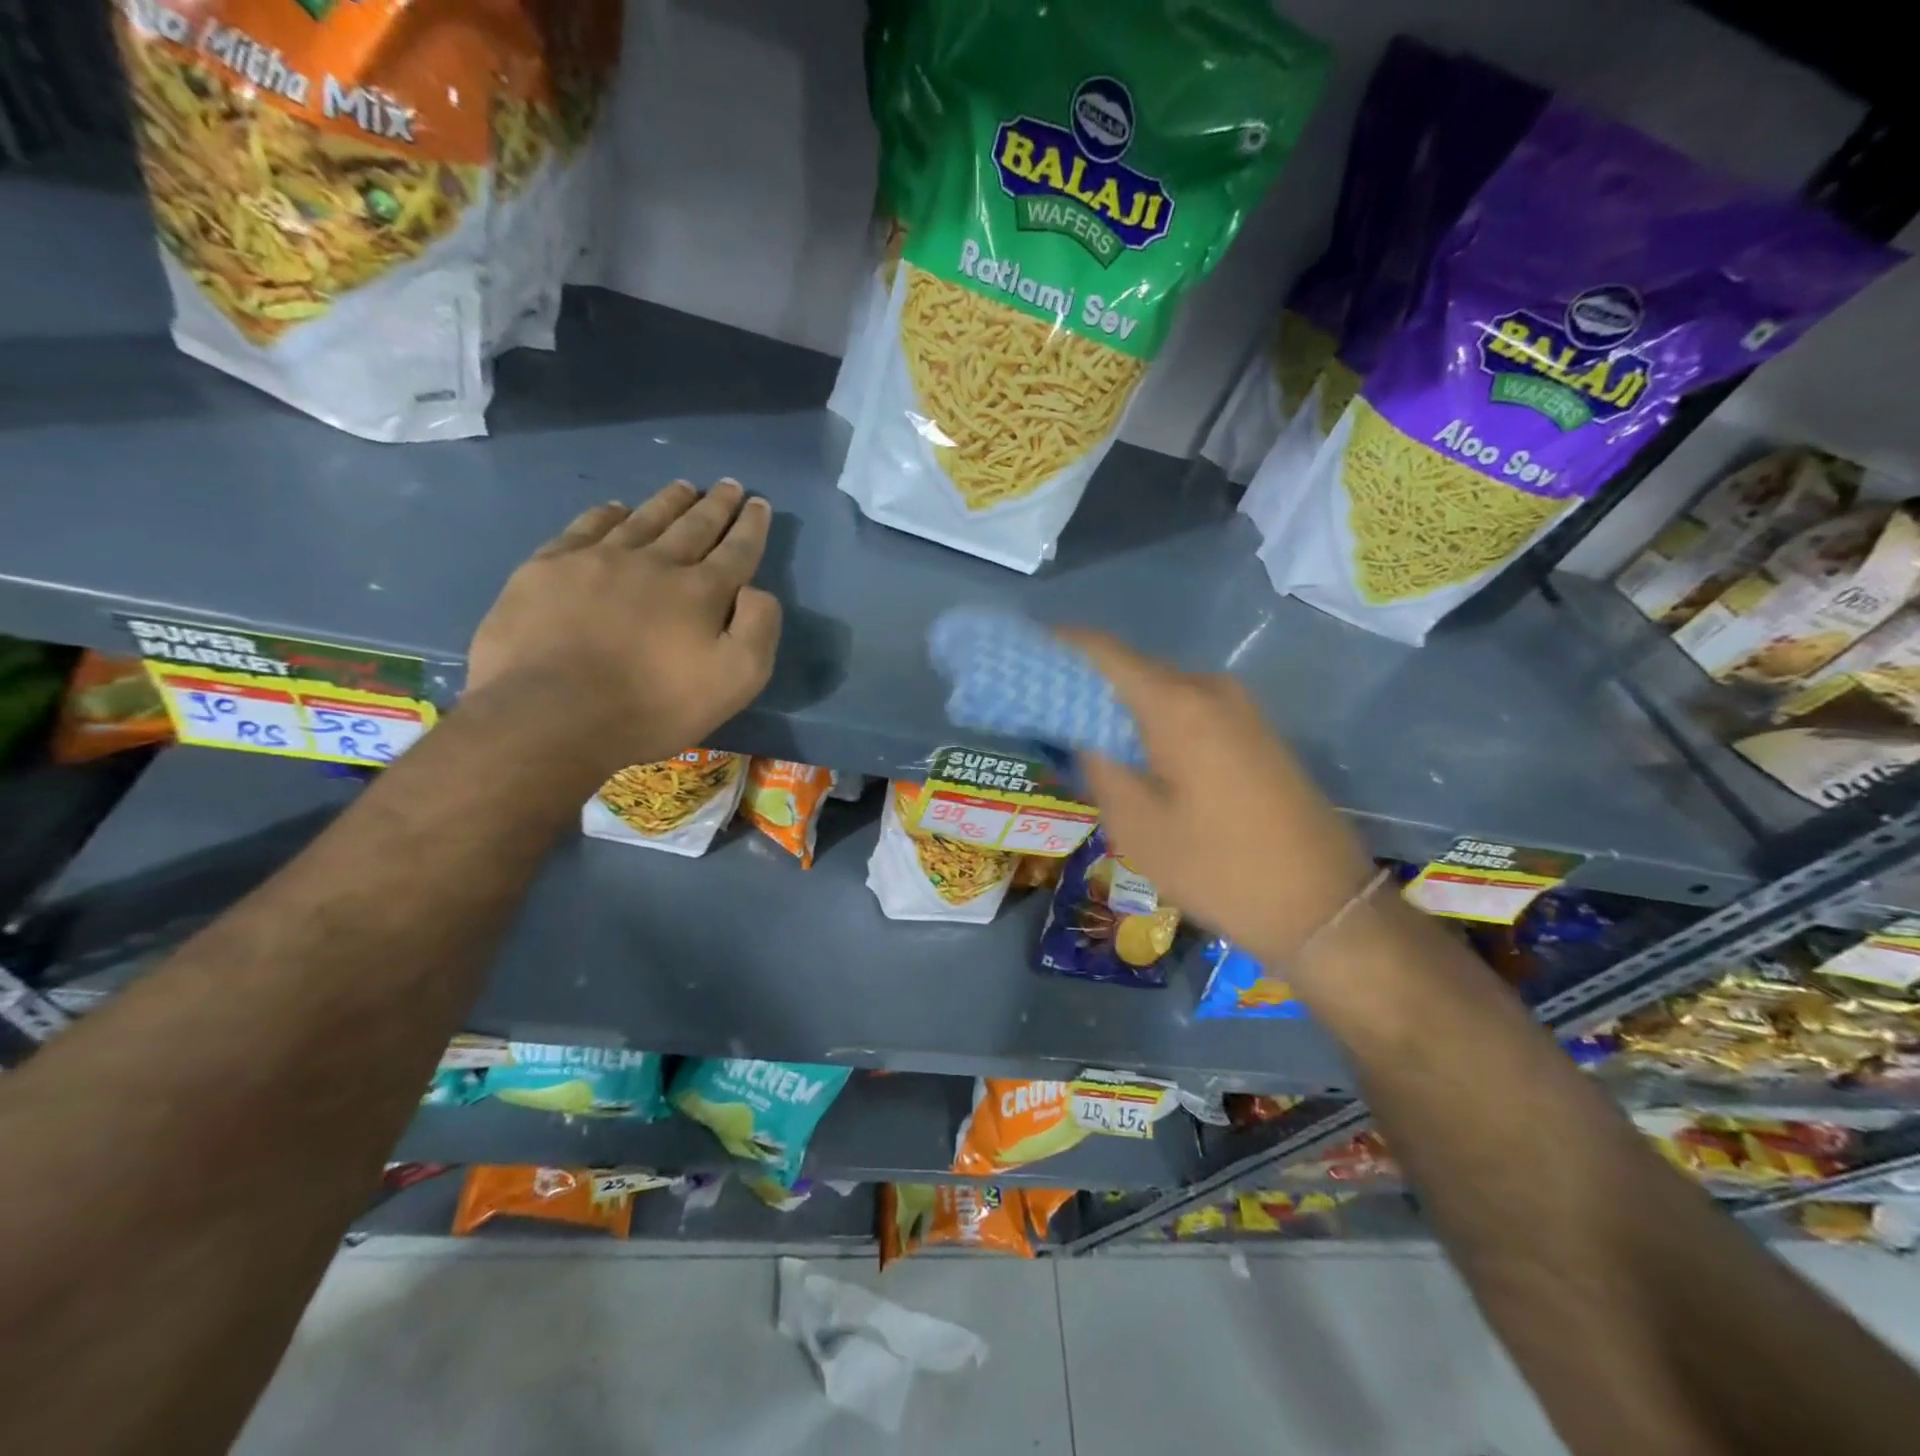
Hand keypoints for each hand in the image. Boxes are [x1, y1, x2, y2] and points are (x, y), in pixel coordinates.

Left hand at [467, 480, 780, 774]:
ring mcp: (597, 560)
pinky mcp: (548, 568)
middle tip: (729, 485)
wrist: (551, 716)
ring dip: (668, 502)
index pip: (736, 550)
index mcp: (701, 591)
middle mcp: (654, 563)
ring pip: (643, 519)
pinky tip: (616, 509)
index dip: (751, 527)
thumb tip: (755, 589)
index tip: (759, 503)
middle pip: (692, 526)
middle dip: (716, 505)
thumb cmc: (653, 707)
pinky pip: (586, 528)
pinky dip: (607, 515)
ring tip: (683, 486)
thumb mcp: (735, 682)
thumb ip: (759, 629)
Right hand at [1062, 631, 1374, 974]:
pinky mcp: (1254, 733)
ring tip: (1076, 732)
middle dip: (1083, 681)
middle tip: (1040, 706)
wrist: (1324, 907)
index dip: (1058, 645)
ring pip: (1160, 690)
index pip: (1102, 651)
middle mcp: (1210, 689)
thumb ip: (1099, 765)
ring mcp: (1240, 709)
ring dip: (1117, 704)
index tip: (1020, 653)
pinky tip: (1129, 751)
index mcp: (1177, 703)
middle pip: (1132, 668)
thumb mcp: (1136, 825)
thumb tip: (1081, 731)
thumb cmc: (1219, 868)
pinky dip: (1150, 720)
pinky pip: (1188, 710)